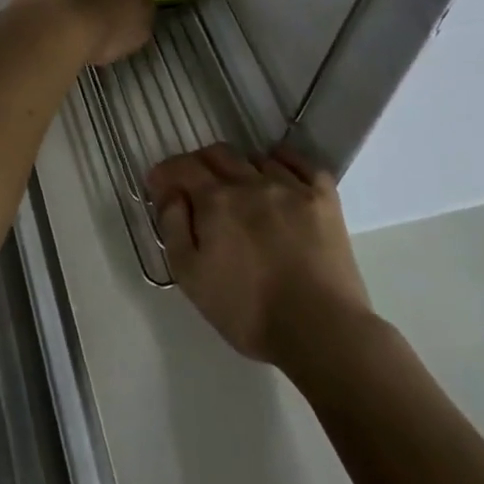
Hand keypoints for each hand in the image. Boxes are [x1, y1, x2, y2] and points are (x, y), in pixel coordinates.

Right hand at [149, 143, 373, 365]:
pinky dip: (284, 160)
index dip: (166, 172)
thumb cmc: (247, 310)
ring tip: (239, 190)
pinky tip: (279, 170)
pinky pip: (301, 163)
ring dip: (239, 168)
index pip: (183, 167)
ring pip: (256, 158)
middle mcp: (251, 182)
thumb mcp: (191, 277)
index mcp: (216, 201)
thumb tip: (171, 193)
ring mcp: (291, 187)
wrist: (320, 330)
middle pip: (218, 154)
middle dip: (199, 164)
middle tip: (195, 187)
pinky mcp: (324, 198)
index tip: (159, 184)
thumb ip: (173, 228)